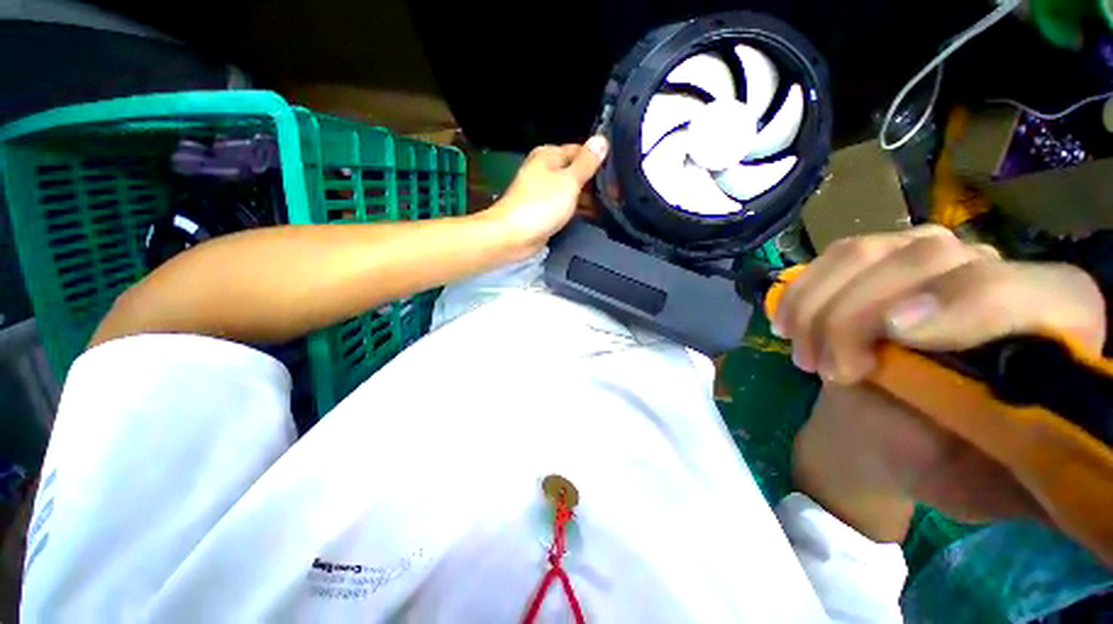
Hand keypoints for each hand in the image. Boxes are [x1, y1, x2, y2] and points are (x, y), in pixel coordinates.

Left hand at [484, 137, 608, 254]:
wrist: (514, 236)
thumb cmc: (541, 205)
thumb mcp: (569, 180)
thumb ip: (587, 162)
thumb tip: (601, 139)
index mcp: (549, 155)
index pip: (581, 151)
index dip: (599, 161)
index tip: (618, 176)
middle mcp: (546, 171)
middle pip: (576, 172)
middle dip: (595, 184)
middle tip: (617, 195)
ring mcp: (544, 193)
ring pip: (572, 192)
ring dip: (588, 200)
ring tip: (611, 207)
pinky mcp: (544, 212)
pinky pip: (565, 208)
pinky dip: (578, 211)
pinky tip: (593, 218)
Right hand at [776, 226, 1105, 540]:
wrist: (881, 432)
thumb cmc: (944, 463)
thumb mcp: (997, 486)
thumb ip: (1043, 470)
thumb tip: (1091, 473)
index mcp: (1051, 328)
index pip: (1028, 288)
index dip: (967, 302)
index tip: (894, 336)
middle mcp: (994, 273)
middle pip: (929, 257)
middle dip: (859, 315)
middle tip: (830, 372)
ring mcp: (926, 261)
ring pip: (866, 253)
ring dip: (819, 306)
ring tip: (805, 356)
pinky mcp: (876, 262)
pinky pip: (831, 259)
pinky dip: (801, 291)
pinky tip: (787, 325)